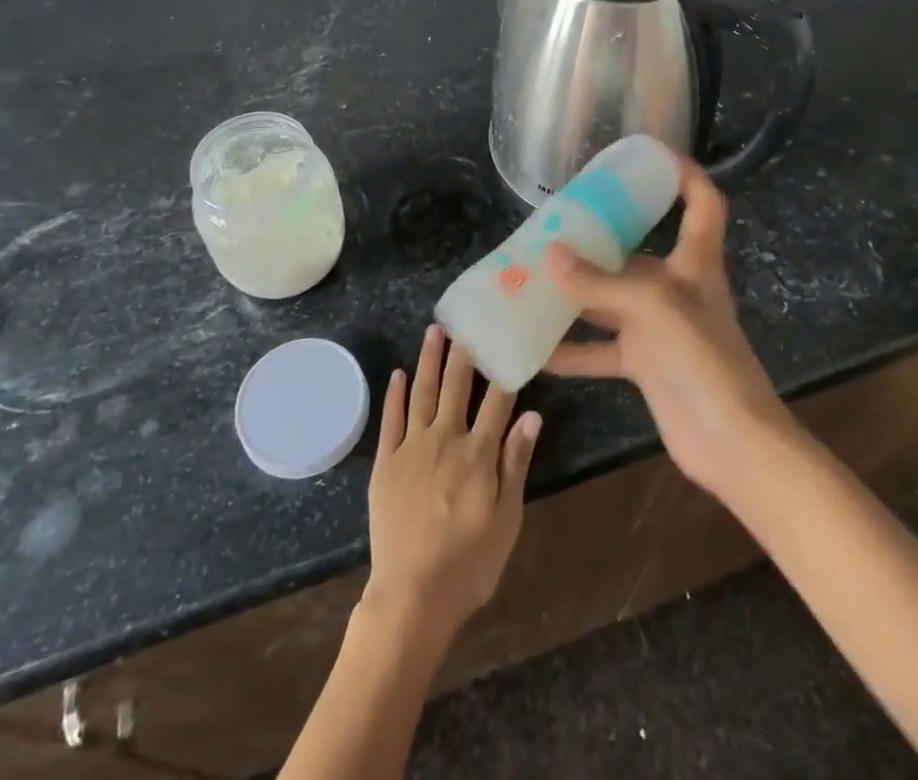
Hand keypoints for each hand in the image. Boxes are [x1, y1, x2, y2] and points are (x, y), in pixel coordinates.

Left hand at [364, 325, 541, 643]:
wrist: (411, 597)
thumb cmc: (469, 564)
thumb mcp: (506, 519)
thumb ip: (515, 463)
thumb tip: (532, 415)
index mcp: (478, 453)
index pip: (497, 400)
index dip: (505, 368)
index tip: (508, 338)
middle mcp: (445, 439)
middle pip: (457, 386)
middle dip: (464, 351)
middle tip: (468, 319)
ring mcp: (411, 448)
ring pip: (423, 393)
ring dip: (429, 360)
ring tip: (435, 330)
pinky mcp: (386, 463)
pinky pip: (390, 420)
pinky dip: (395, 394)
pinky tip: (399, 373)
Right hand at [544, 156, 792, 500]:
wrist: (733, 443)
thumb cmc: (702, 358)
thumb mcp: (651, 307)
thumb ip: (599, 282)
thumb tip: (550, 254)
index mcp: (694, 262)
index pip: (702, 203)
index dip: (685, 174)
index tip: (651, 155)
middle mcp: (676, 288)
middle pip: (638, 251)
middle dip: (600, 238)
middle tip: (554, 225)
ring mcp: (660, 328)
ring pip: (611, 300)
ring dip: (577, 292)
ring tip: (532, 277)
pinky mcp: (646, 365)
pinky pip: (601, 349)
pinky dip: (573, 348)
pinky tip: (537, 348)